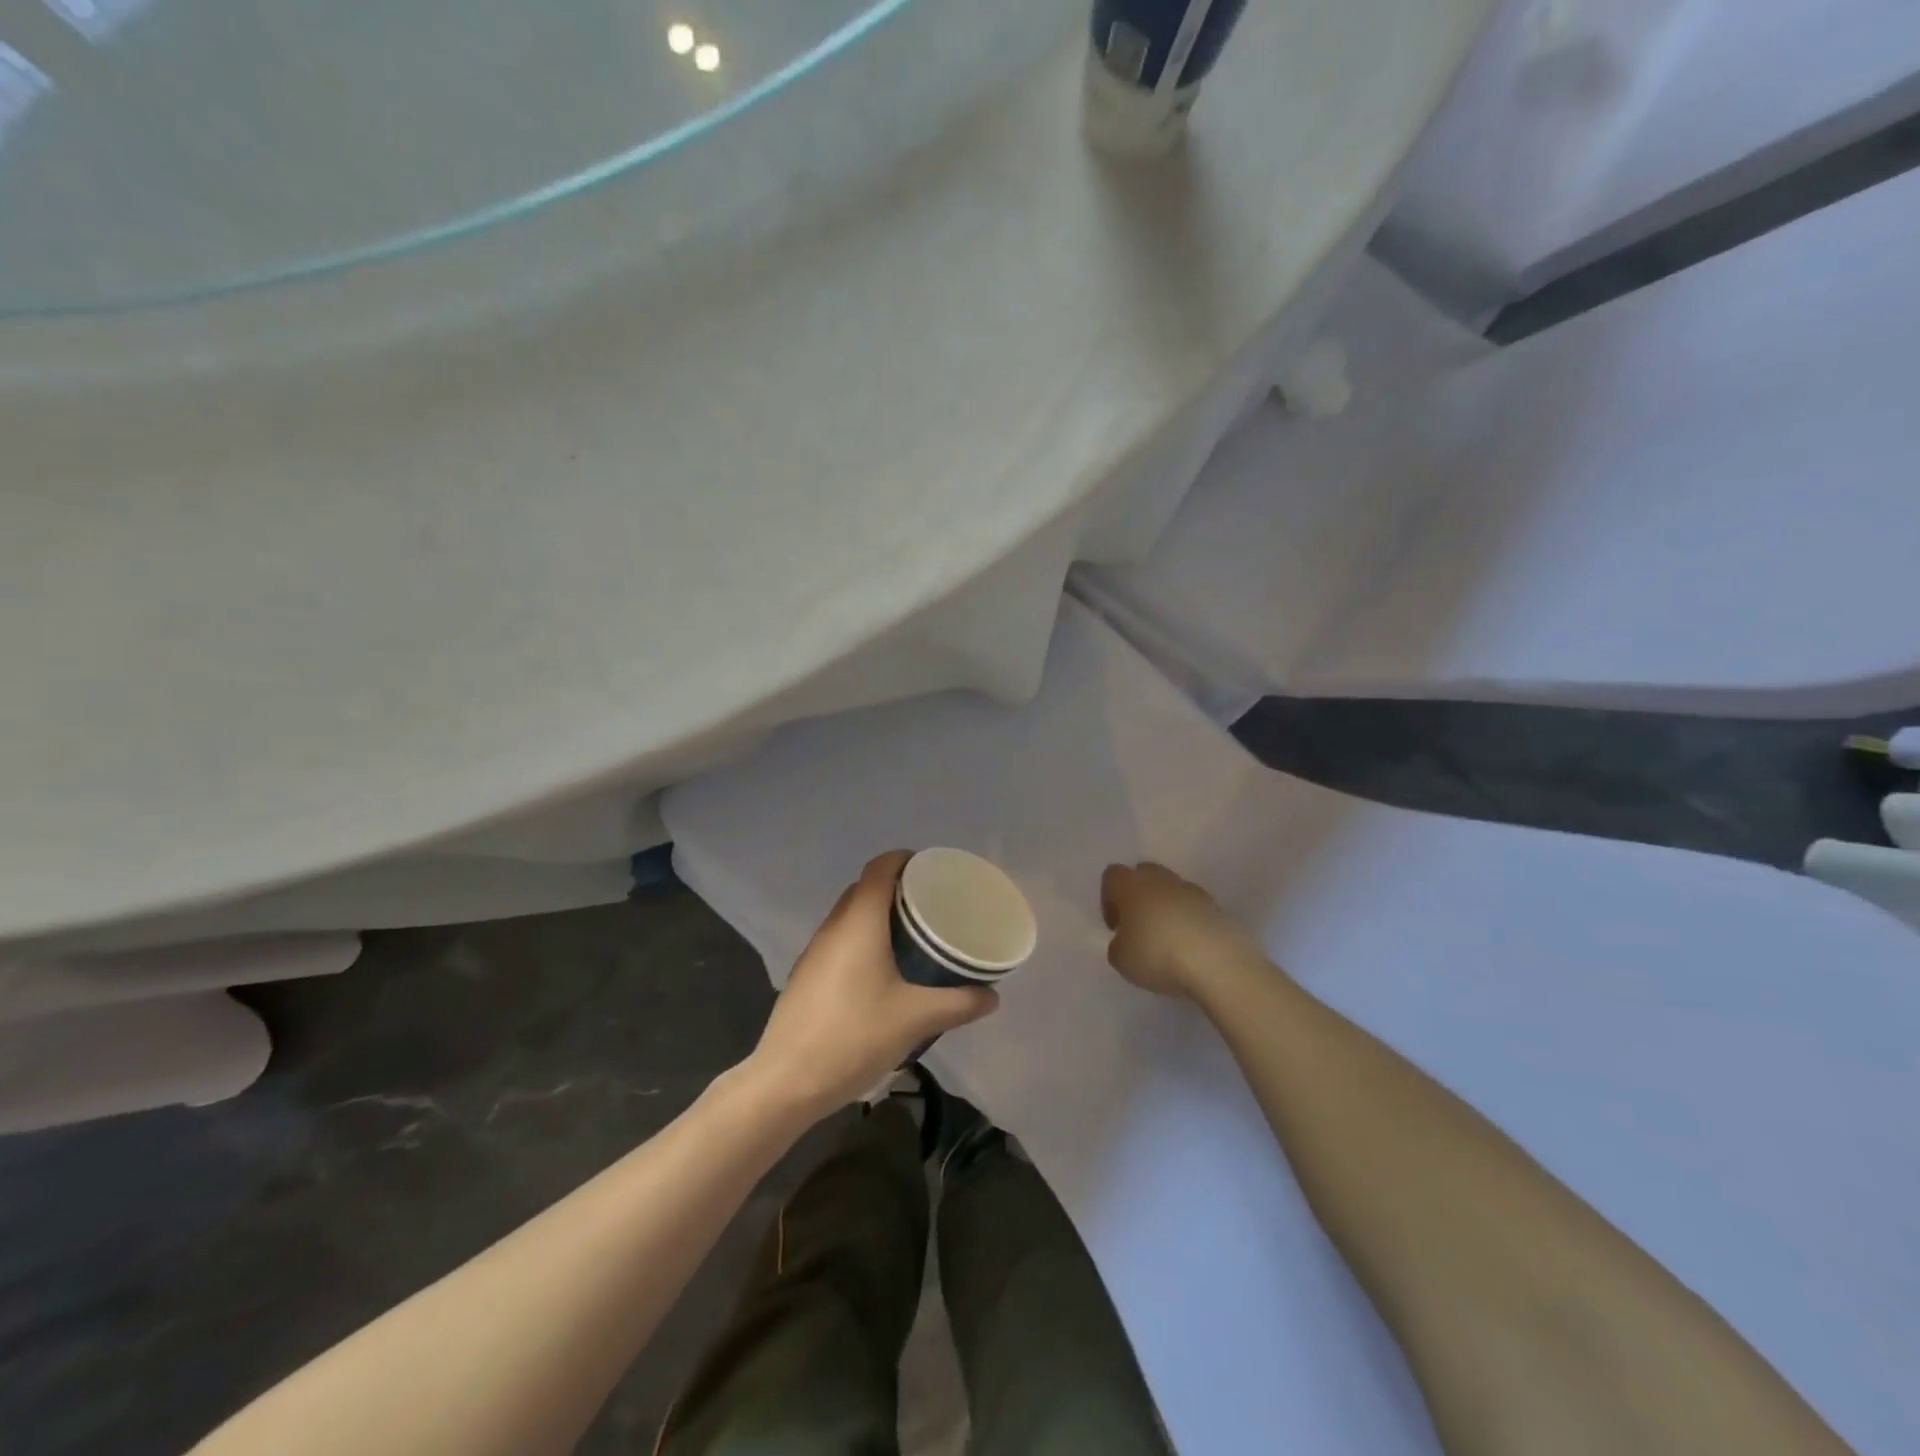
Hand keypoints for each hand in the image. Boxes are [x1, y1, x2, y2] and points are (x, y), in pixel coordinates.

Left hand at [746, 851, 999, 1117]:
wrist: (786, 1080)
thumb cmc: (854, 1036)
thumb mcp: (916, 1019)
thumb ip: (959, 1004)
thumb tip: (991, 996)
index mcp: (860, 920)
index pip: (881, 866)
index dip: (907, 859)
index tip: (935, 872)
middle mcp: (834, 925)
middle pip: (866, 888)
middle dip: (898, 889)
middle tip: (933, 907)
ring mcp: (815, 950)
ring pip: (851, 914)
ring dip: (879, 915)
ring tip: (913, 937)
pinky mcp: (806, 974)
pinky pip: (840, 939)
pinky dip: (863, 939)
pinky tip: (883, 971)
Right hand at [1100, 862, 1265, 1001]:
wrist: (1217, 963)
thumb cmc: (1157, 955)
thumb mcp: (1120, 959)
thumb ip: (1118, 945)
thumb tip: (1127, 940)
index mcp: (1131, 885)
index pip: (1112, 875)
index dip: (1108, 899)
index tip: (1116, 927)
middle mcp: (1161, 880)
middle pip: (1144, 874)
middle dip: (1139, 896)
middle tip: (1139, 928)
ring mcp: (1193, 891)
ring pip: (1172, 889)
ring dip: (1166, 908)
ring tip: (1168, 941)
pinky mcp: (1218, 907)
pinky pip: (1195, 908)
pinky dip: (1190, 921)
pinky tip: (1191, 948)